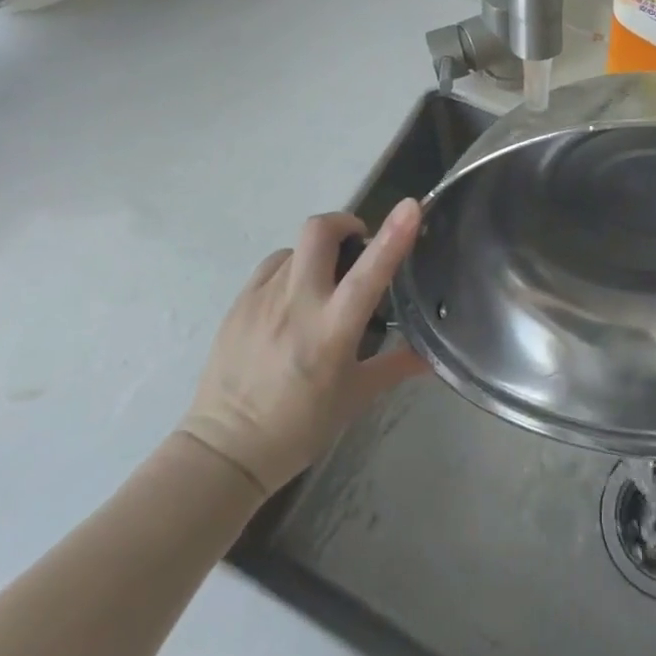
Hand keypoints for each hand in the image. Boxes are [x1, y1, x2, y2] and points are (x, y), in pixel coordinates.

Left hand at [177, 200, 428, 498]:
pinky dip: (291, 269)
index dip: (393, 234)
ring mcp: (262, 297)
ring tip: (323, 284)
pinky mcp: (239, 301)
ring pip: (297, 248)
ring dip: (318, 254)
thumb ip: (395, 367)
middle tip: (358, 246)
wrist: (224, 449)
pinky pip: (273, 266)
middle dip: (345, 224)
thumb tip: (431, 355)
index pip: (368, 272)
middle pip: (320, 230)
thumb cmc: (298, 427)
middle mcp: (297, 303)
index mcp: (332, 329)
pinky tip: (292, 300)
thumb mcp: (354, 399)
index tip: (411, 206)